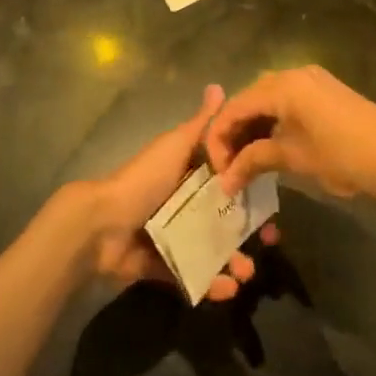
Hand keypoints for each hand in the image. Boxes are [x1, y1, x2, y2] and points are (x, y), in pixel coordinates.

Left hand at [68, 85, 277, 302]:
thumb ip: (200, 124)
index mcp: (185, 174)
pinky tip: (227, 288)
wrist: (101, 226)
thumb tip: (219, 86)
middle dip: (248, 231)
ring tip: (246, 273)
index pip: (224, 178)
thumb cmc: (143, 181)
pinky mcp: (161, 265)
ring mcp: (170, 236)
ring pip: (211, 249)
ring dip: (233, 262)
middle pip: (222, 217)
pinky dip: (210, 283)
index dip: (249, 188)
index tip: (274, 201)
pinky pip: (191, 275)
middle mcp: (180, 203)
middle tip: (271, 241)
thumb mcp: (174, 147)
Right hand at [204, 65, 375, 207]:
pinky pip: (287, 101)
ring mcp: (313, 81)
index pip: (235, 107)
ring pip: (268, 100)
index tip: (216, 170)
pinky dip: (274, 122)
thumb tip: (225, 182)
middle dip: (234, 132)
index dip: (219, 138)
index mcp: (282, 85)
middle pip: (249, 99)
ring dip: (254, 128)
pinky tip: (271, 146)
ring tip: (246, 160)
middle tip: (228, 166)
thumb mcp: (293, 158)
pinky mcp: (326, 92)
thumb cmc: (341, 156)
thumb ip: (254, 161)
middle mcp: (294, 74)